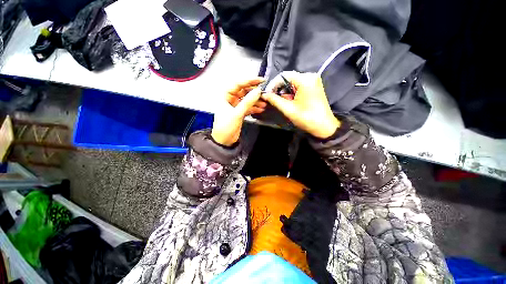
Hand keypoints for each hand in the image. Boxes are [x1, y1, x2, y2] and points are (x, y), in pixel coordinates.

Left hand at [212, 81, 263, 145]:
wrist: (224, 141)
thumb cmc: (225, 127)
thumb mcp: (237, 113)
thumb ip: (247, 102)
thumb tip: (257, 91)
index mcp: (225, 96)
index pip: (238, 84)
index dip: (249, 81)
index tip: (260, 80)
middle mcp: (230, 99)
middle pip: (243, 91)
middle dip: (254, 92)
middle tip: (264, 92)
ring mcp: (235, 106)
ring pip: (247, 99)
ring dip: (255, 101)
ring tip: (264, 102)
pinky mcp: (239, 112)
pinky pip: (248, 107)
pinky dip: (254, 107)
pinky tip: (260, 108)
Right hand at [261, 71, 339, 138]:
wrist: (324, 126)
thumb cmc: (306, 118)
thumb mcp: (288, 109)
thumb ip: (275, 100)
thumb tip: (264, 95)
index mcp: (305, 80)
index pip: (283, 76)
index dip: (273, 85)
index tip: (267, 94)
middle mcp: (310, 76)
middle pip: (288, 78)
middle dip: (279, 88)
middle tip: (273, 99)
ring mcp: (313, 80)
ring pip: (293, 82)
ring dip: (285, 91)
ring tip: (282, 102)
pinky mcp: (314, 86)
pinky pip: (299, 85)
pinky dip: (292, 92)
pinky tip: (290, 100)